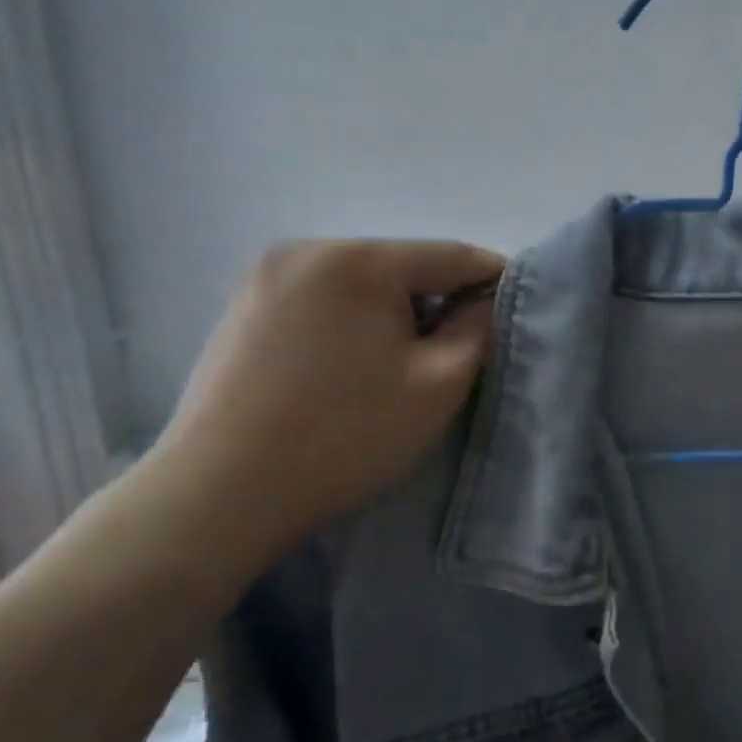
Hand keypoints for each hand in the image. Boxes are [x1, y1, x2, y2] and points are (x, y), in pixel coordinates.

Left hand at [147, 239, 501, 567]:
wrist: (224, 491)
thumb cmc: (348, 434)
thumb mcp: (439, 383)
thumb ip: (479, 329)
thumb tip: (488, 301)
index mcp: (359, 259)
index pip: (454, 255)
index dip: (496, 282)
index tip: (517, 316)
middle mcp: (307, 249)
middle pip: (405, 267)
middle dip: (440, 304)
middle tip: (459, 355)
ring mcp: (266, 277)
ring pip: (362, 286)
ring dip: (396, 316)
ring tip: (402, 368)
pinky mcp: (243, 308)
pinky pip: (323, 302)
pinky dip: (353, 325)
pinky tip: (351, 371)